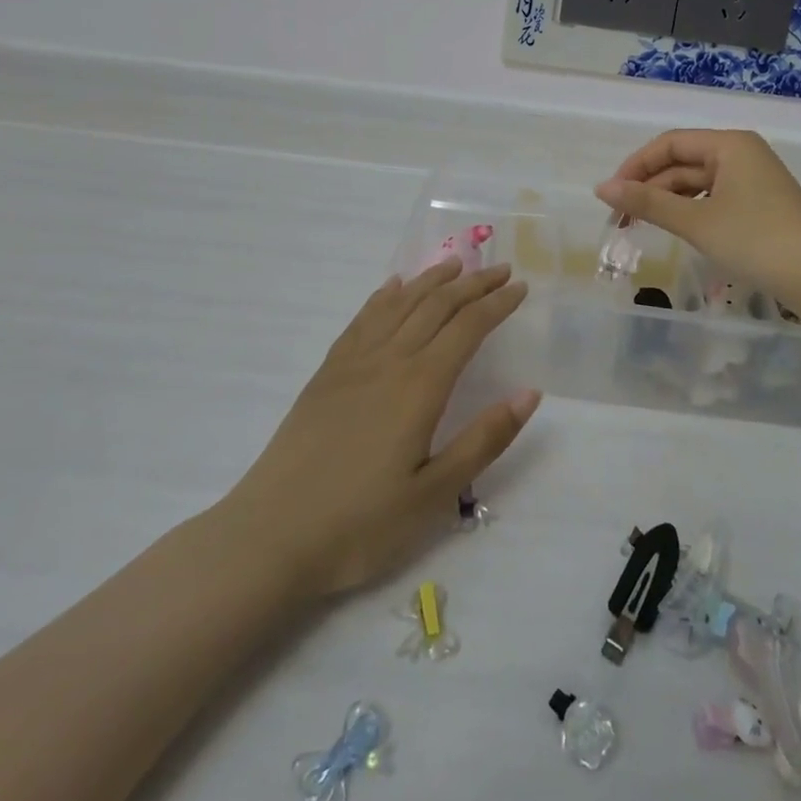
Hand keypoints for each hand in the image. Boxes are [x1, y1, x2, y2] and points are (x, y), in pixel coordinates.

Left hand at [228, 258, 538, 597]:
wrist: (270, 536)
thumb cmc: (360, 524)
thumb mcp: (434, 495)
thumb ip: (484, 440)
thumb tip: (529, 393)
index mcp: (420, 386)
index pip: (468, 328)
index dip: (497, 304)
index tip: (520, 287)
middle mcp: (388, 361)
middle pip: (436, 305)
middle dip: (472, 284)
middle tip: (500, 270)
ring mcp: (352, 363)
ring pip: (399, 304)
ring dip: (431, 280)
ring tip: (455, 265)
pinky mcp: (326, 374)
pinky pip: (362, 320)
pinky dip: (384, 296)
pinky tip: (392, 287)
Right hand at [595, 130, 800, 314]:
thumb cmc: (758, 242)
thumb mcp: (697, 222)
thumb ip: (648, 202)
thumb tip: (601, 188)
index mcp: (730, 145)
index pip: (669, 144)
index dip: (635, 166)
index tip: (611, 196)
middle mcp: (741, 154)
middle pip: (682, 163)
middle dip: (649, 187)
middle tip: (620, 219)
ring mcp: (753, 180)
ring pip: (697, 183)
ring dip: (667, 202)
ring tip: (640, 226)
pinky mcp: (759, 205)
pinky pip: (713, 199)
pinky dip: (690, 212)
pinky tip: (676, 230)